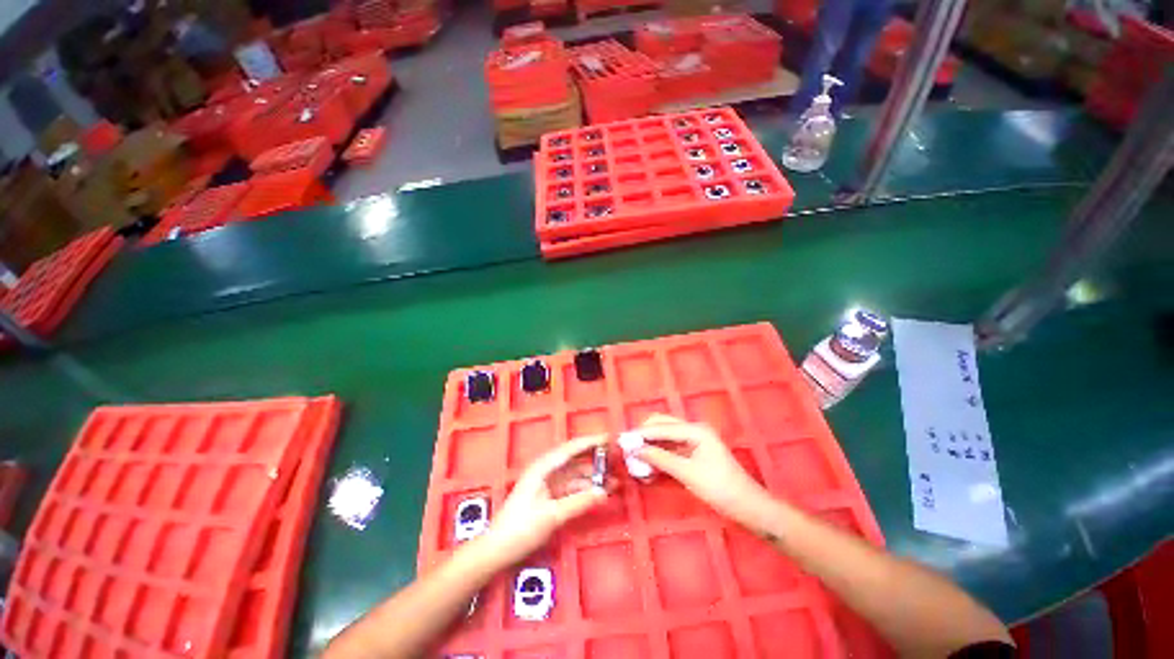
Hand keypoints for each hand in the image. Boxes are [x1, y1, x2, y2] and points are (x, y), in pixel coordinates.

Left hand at [479, 435, 608, 564]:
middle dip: (596, 457)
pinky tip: (600, 492)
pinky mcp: (550, 495)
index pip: (571, 448)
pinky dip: (586, 488)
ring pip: (576, 474)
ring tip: (615, 479)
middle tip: (617, 458)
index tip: (610, 438)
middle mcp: (546, 470)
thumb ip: (579, 503)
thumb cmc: (521, 529)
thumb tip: (604, 493)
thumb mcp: (552, 516)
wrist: (497, 550)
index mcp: (543, 467)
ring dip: (594, 476)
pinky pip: (573, 487)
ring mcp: (549, 482)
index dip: (591, 442)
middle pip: (575, 458)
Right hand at [635, 414, 774, 530]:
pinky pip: (672, 448)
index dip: (641, 434)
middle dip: (645, 435)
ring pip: (666, 437)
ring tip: (635, 457)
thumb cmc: (720, 489)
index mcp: (695, 430)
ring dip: (651, 444)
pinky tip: (649, 463)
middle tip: (628, 448)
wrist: (749, 507)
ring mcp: (695, 441)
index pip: (662, 427)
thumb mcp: (687, 473)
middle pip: (663, 425)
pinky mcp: (695, 453)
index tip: (622, 441)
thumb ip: (660, 459)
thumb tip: (635, 450)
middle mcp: (694, 430)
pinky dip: (660, 454)